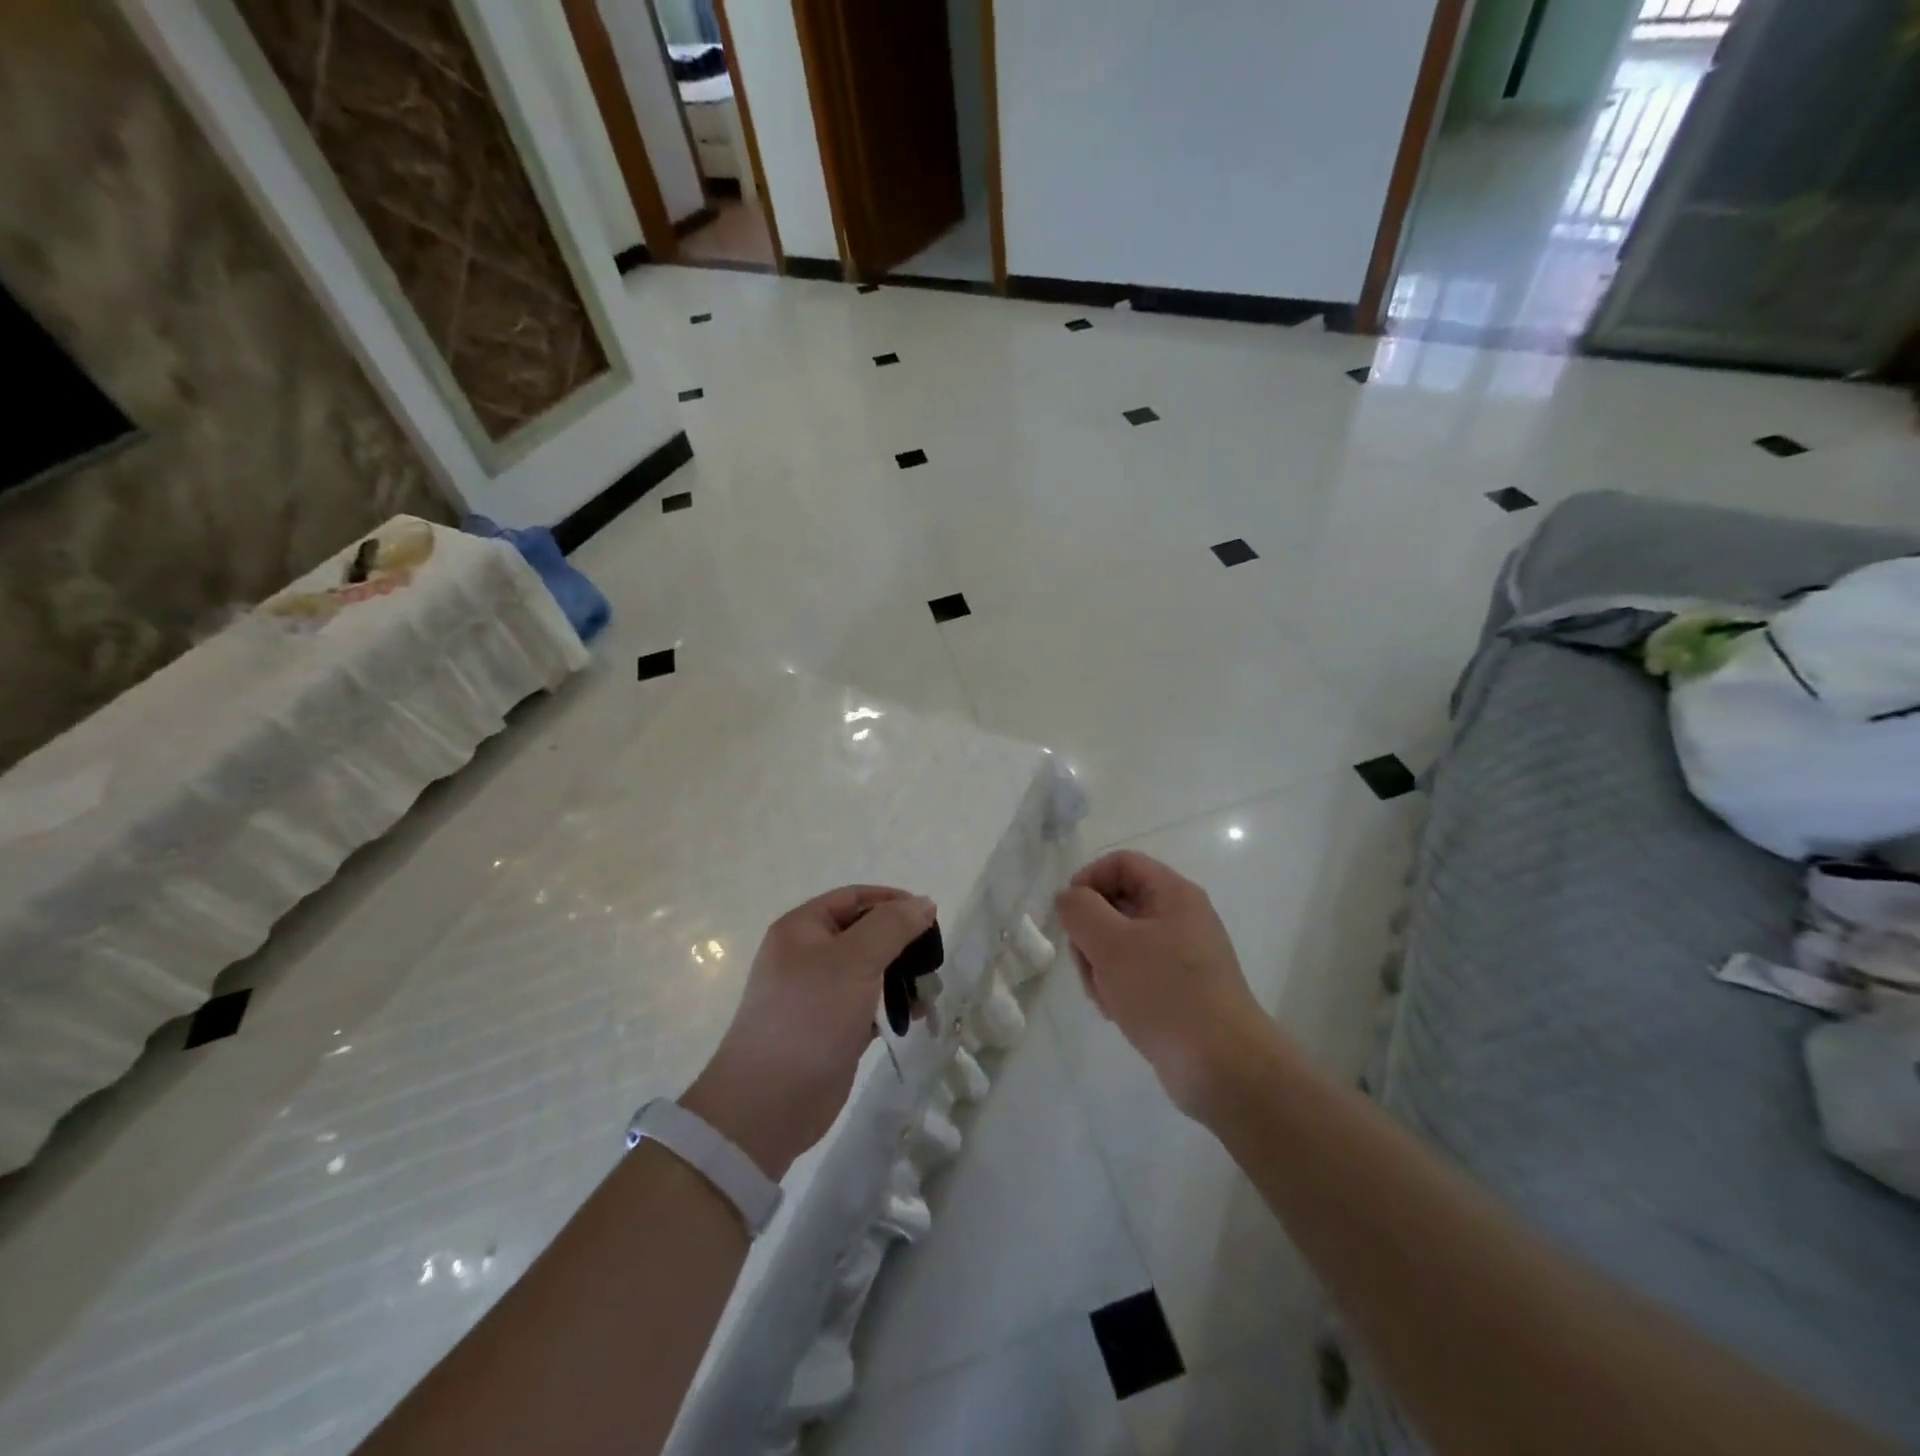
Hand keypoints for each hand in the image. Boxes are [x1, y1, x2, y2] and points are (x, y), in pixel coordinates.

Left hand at [683, 886, 935, 1178]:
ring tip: (929, 992)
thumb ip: (892, 926)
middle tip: (932, 960)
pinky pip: (867, 1004)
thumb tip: (924, 902)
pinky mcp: (830, 1027)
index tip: (929, 916)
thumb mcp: (855, 960)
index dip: (891, 901)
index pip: (854, 898)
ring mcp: (818, 994)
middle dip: (901, 943)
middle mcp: (807, 955)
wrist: (770, 1102)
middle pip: (864, 933)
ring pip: (869, 971)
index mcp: (802, 928)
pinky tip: (915, 1017)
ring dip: (901, 977)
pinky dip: (891, 1006)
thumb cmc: (810, 1016)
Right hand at [1054, 851, 1267, 1115]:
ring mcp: (1180, 954)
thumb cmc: (1166, 994)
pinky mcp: (1177, 988)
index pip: (1120, 863)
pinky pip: (1134, 971)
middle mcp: (1180, 917)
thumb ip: (1080, 910)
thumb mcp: (1112, 944)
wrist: (1223, 1068)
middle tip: (1087, 965)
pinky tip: (1117, 1012)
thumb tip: (1068, 898)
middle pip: (1116, 903)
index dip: (1088, 880)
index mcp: (1173, 894)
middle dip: (1091, 933)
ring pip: (1120, 942)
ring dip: (1100, 965)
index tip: (1069, 915)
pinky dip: (1117, 986)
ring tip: (1105, 997)